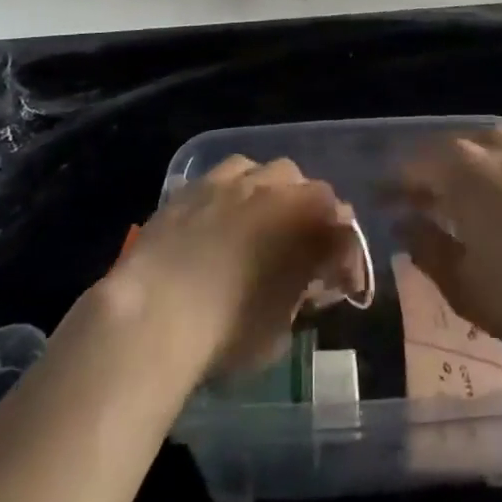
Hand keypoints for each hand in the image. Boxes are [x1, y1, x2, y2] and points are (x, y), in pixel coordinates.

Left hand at [107, 155, 361, 379]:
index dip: (346, 258)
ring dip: (274, 193)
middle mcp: (275, 187)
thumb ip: (302, 292)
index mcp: (307, 219)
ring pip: (267, 171)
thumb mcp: (282, 327)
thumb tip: (308, 281)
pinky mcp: (194, 185)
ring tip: (263, 224)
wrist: (155, 314)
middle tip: (302, 251)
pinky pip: (225, 176)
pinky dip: (234, 192)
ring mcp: (232, 181)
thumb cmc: (228, 331)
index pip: (343, 229)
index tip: (339, 285)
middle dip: (313, 217)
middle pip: (310, 190)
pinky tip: (223, 216)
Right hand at [393, 127, 501, 355]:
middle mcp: (489, 143)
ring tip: (460, 203)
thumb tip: (405, 224)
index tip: (382, 204)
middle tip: (417, 204)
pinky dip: (498, 175)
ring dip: (464, 173)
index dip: (393, 187)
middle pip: (445, 153)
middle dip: (427, 177)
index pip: (410, 167)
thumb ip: (427, 249)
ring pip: (481, 151)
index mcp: (458, 168)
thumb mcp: (465, 285)